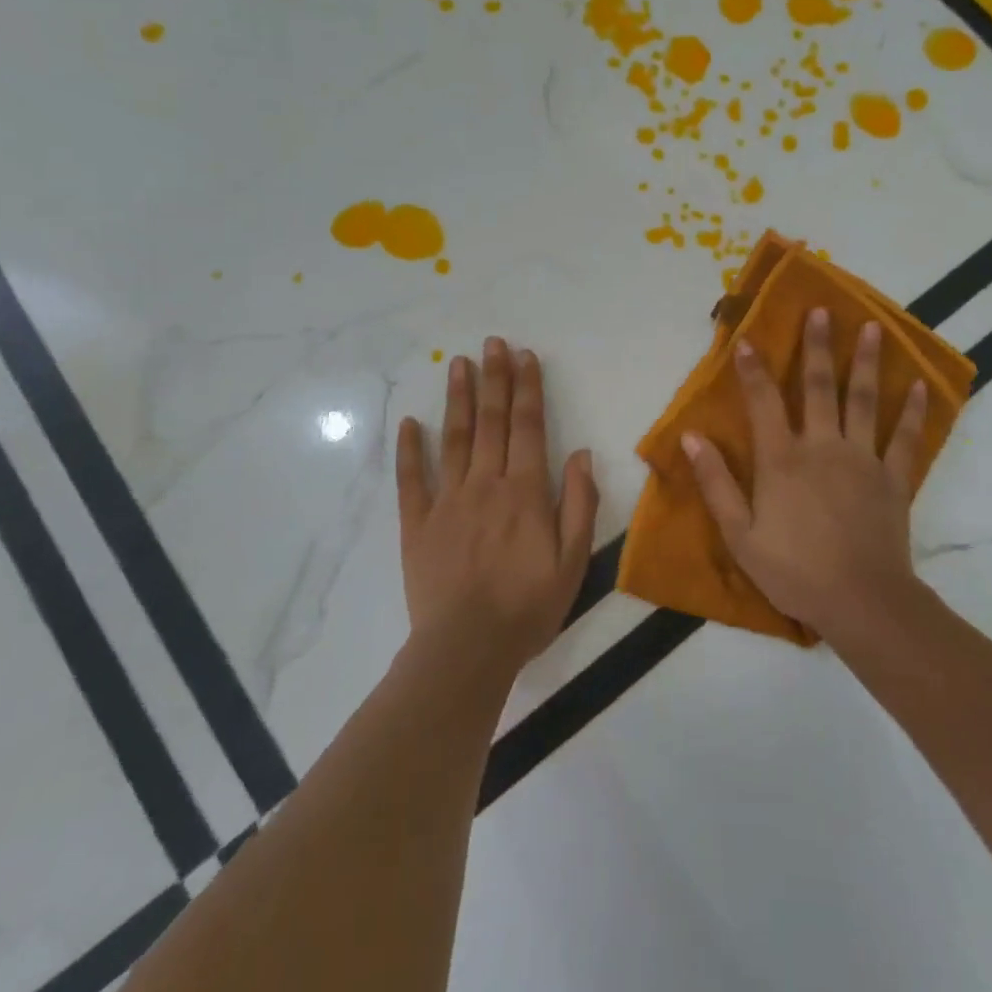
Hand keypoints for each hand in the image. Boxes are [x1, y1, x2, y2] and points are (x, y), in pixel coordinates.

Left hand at [395, 337, 598, 670]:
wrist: (467, 648)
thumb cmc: (528, 606)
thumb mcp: (574, 560)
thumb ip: (580, 504)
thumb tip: (581, 454)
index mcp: (525, 491)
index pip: (529, 426)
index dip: (528, 388)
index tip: (525, 356)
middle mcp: (486, 483)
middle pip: (491, 421)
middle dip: (494, 378)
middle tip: (492, 343)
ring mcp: (448, 500)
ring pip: (454, 438)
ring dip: (458, 398)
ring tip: (458, 363)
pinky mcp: (417, 523)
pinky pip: (411, 478)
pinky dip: (409, 448)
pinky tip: (409, 421)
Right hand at [681, 308, 926, 637]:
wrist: (861, 602)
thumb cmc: (793, 571)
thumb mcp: (739, 535)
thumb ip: (715, 483)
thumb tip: (690, 437)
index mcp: (782, 460)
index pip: (763, 402)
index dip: (752, 369)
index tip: (746, 339)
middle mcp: (823, 447)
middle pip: (819, 387)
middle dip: (818, 346)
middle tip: (822, 310)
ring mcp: (863, 459)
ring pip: (864, 400)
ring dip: (866, 362)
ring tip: (872, 327)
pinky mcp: (894, 479)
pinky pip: (904, 438)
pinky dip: (913, 411)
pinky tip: (920, 385)